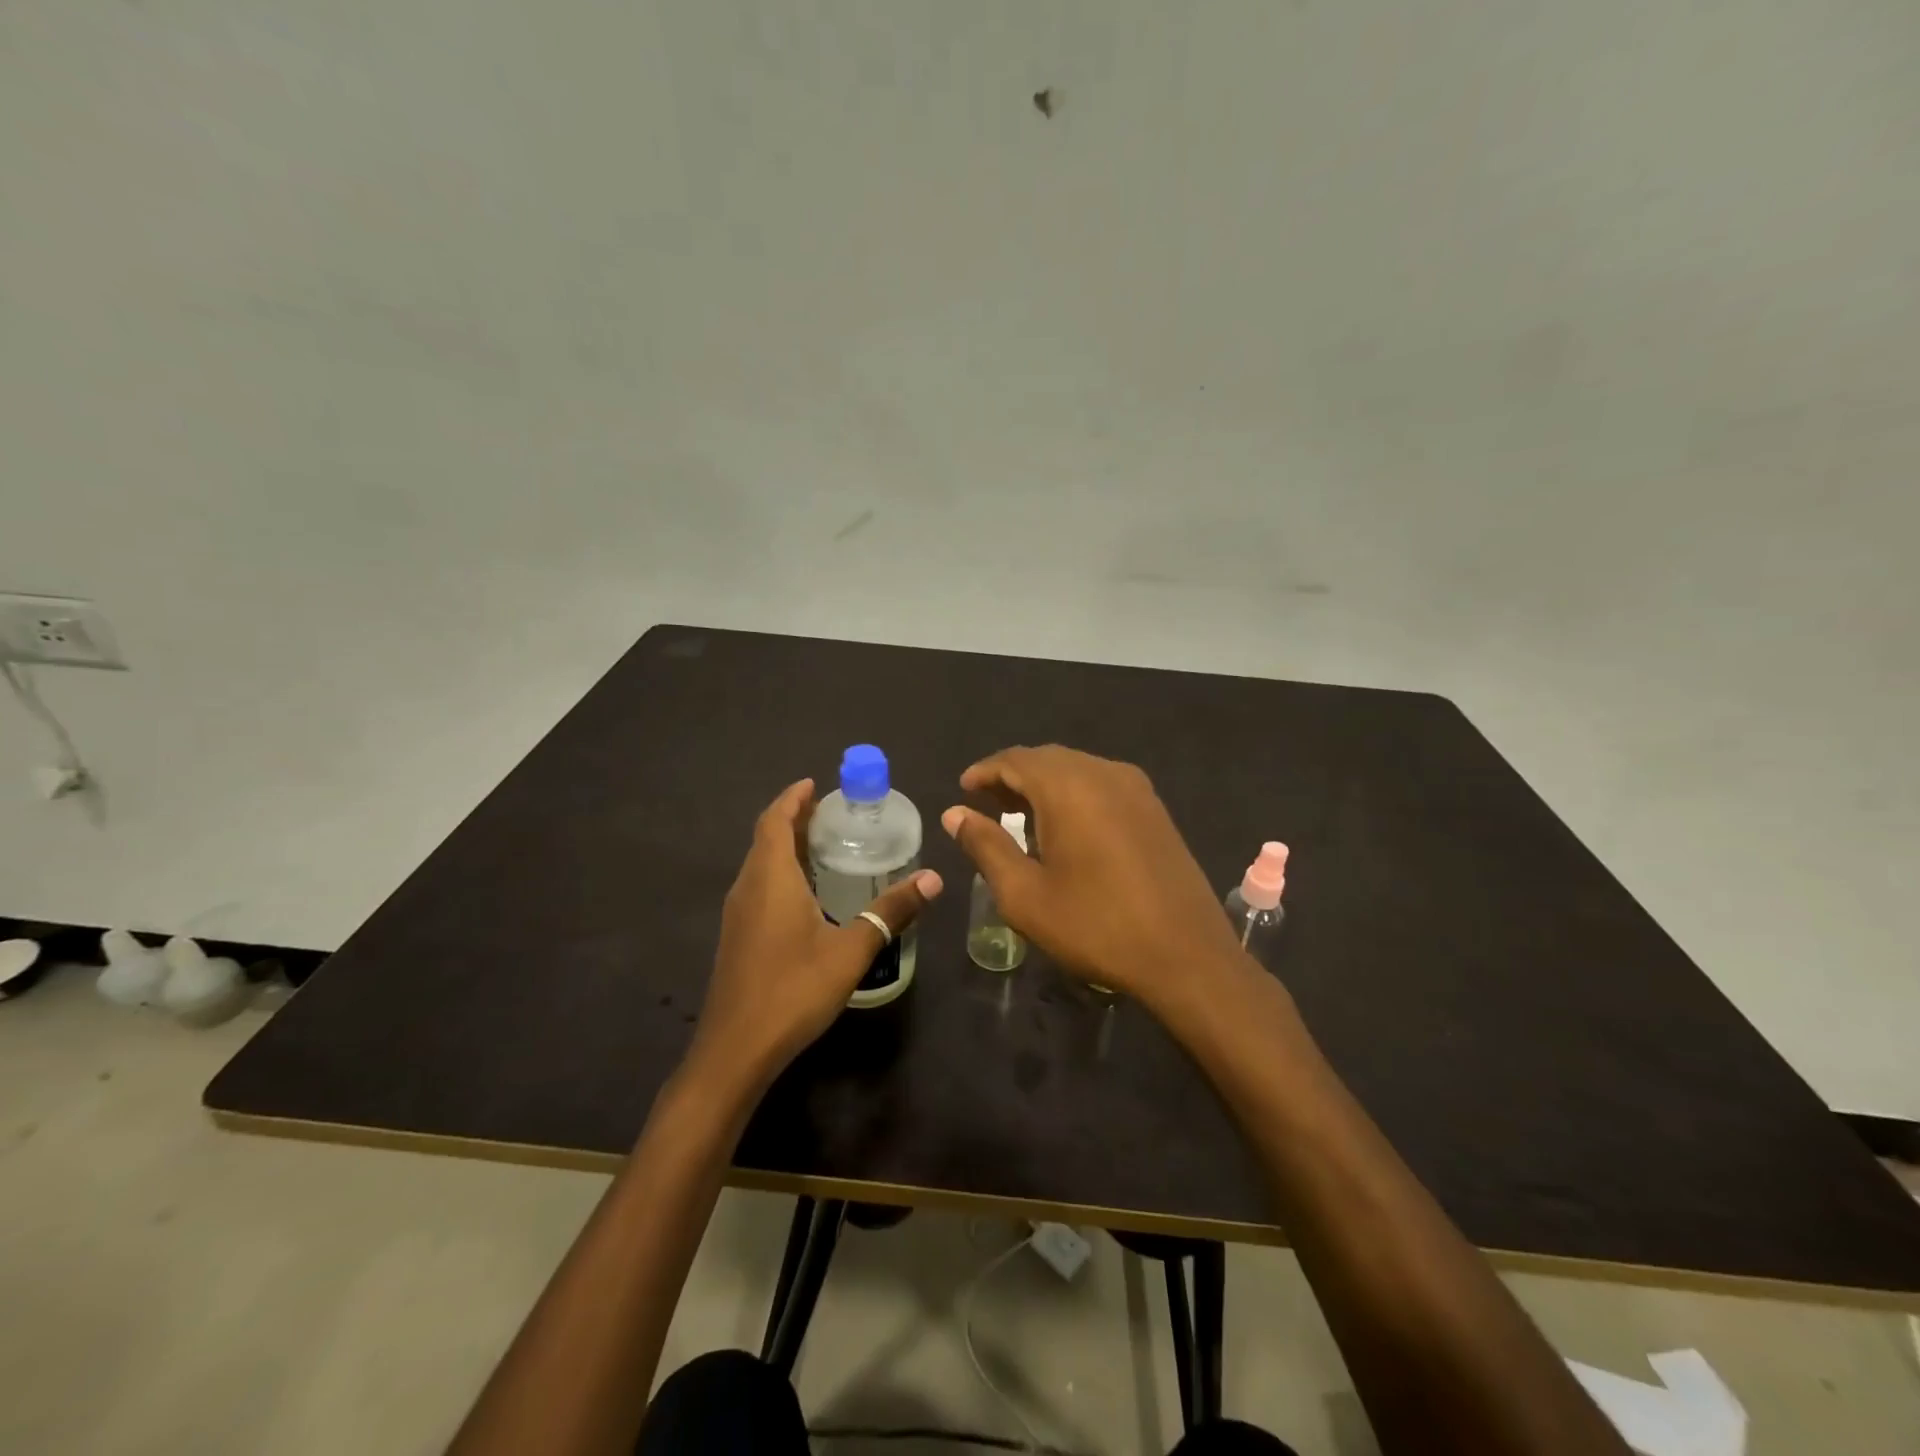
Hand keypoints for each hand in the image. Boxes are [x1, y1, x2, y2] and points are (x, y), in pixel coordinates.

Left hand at [689, 779, 941, 1094]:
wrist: (735, 1051)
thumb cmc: (792, 991)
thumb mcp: (851, 950)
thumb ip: (891, 911)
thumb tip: (932, 877)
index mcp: (770, 879)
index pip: (774, 820)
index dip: (793, 798)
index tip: (816, 784)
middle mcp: (748, 887)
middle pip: (766, 838)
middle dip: (794, 818)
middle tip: (832, 812)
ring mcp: (738, 914)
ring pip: (760, 864)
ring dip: (786, 846)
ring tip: (824, 845)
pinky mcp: (737, 937)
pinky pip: (759, 886)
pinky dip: (781, 872)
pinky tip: (809, 894)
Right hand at [941, 746, 1244, 1010]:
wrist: (1187, 955)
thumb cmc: (1096, 926)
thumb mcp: (1025, 894)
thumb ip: (986, 846)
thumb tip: (955, 813)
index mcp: (1069, 787)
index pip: (1015, 760)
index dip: (984, 771)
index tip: (963, 790)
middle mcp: (1104, 773)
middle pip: (1047, 759)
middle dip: (1013, 776)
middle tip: (986, 803)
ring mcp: (1136, 789)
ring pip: (1077, 769)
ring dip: (1044, 784)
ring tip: (1019, 816)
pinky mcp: (1155, 809)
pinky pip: (1102, 784)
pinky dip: (1073, 794)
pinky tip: (1065, 827)